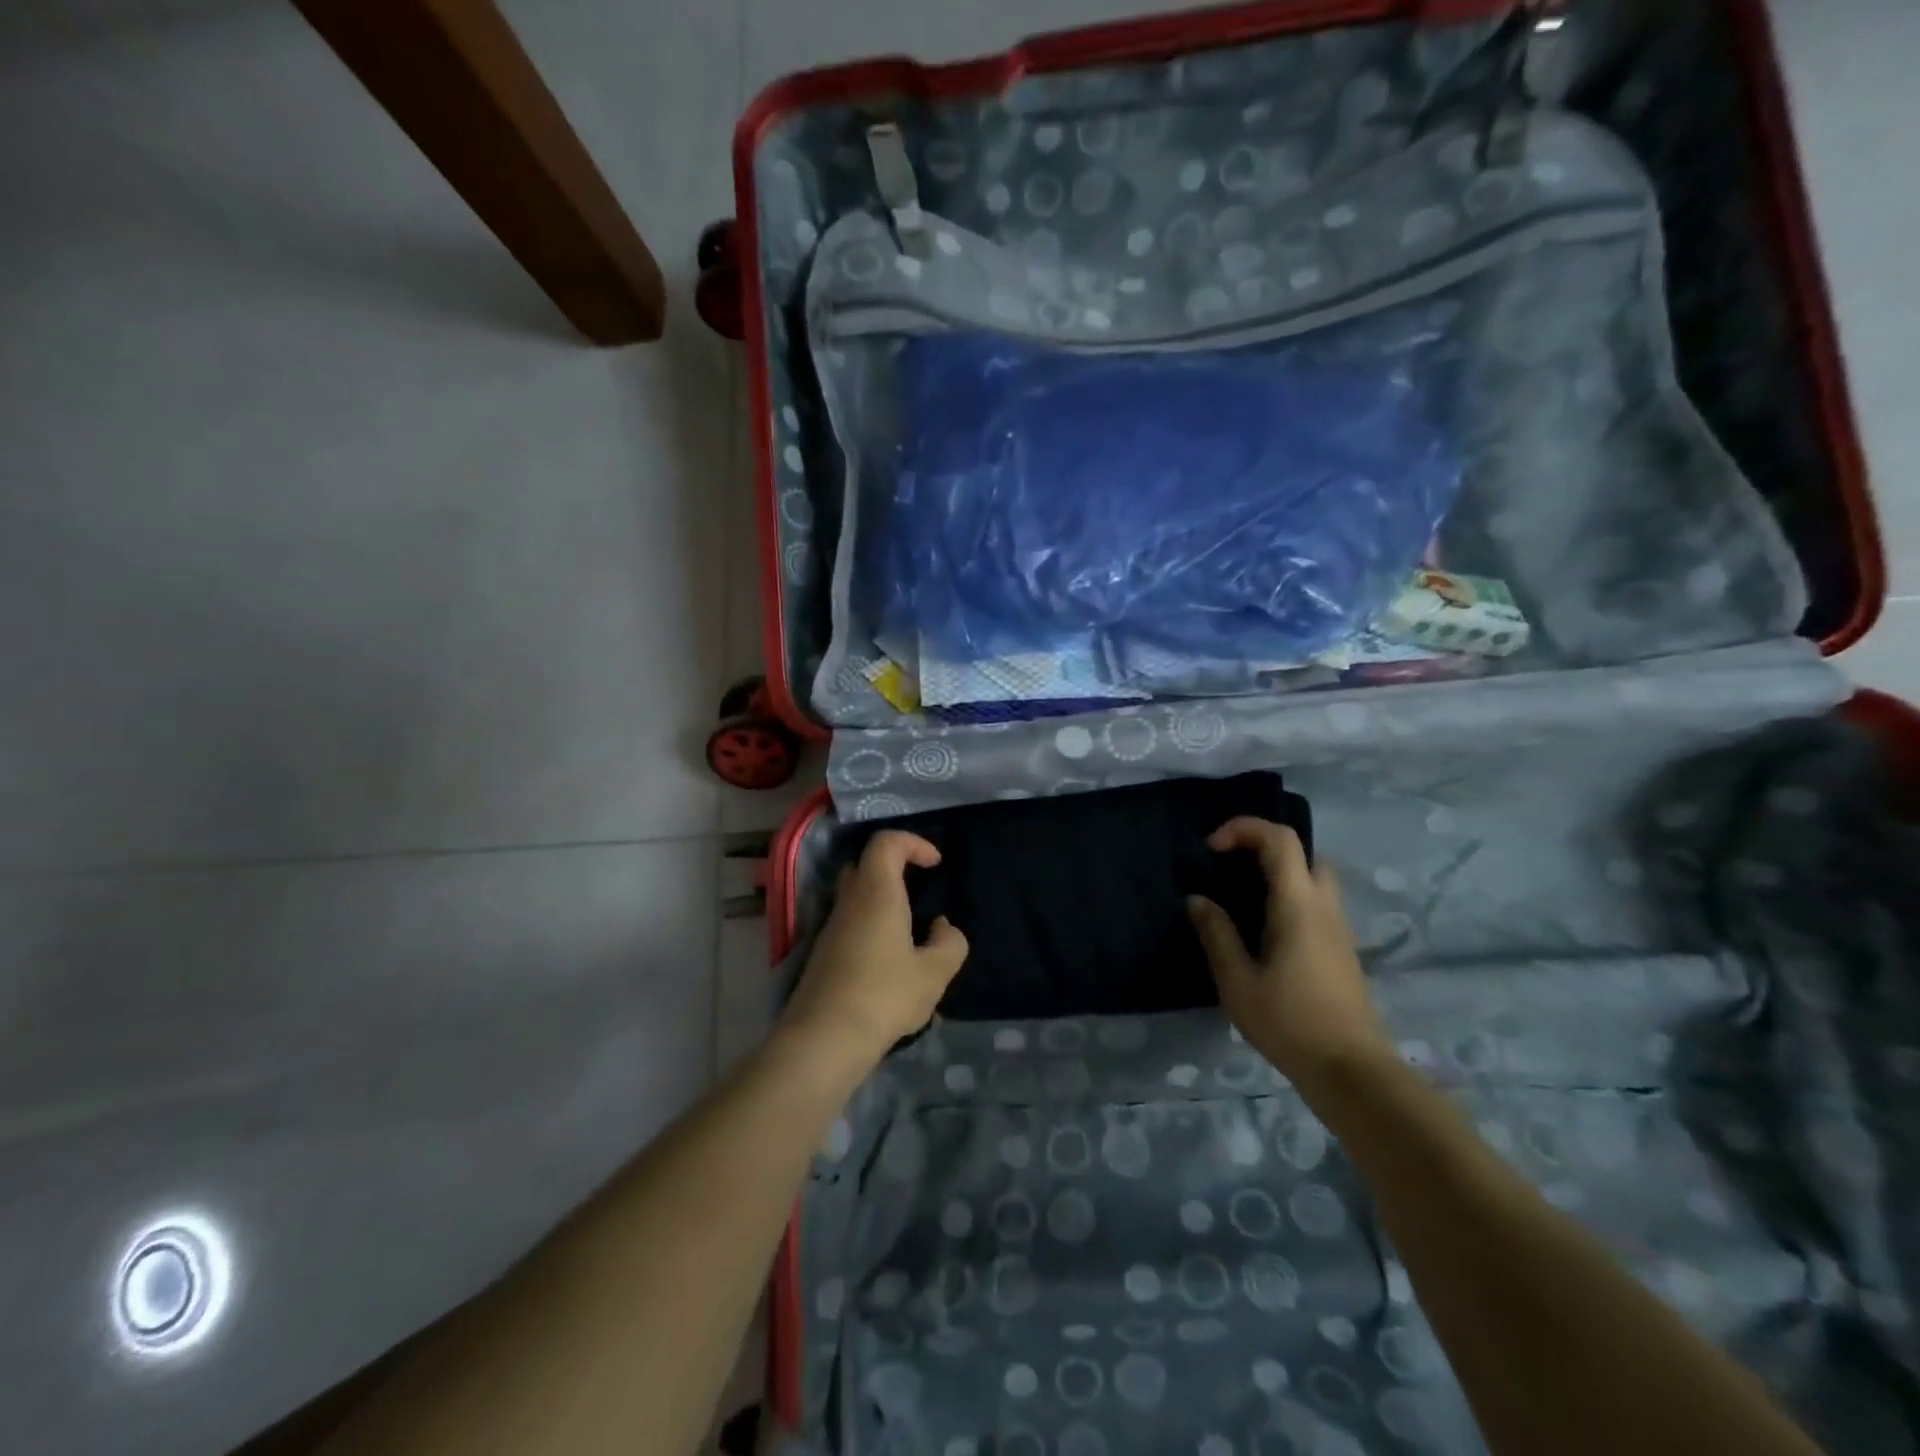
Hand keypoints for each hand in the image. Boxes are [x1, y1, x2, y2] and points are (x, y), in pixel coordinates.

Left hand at [780, 830, 969, 1067]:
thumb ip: (950, 943)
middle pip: (866, 864)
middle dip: (895, 868)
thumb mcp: (934, 973)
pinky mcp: (823, 953)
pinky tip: (891, 964)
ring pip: (856, 896)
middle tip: (920, 891)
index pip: (886, 842)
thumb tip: (942, 927)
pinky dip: (872, 927)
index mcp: (877, 893)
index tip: (935, 864)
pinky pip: (850, 923)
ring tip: (912, 934)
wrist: (823, 1039)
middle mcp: (849, 901)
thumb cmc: (884, 996)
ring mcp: (831, 927)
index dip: (913, 843)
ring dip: (884, 902)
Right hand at [1187, 817, 1389, 1094]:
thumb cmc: (1289, 1023)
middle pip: (1304, 852)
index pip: (1280, 839)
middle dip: (1265, 847)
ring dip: (1280, 872)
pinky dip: (1290, 896)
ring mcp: (1339, 928)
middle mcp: (1324, 906)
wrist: (1351, 1070)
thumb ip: (1216, 935)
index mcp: (1297, 905)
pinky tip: (1265, 931)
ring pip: (1314, 877)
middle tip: (1231, 867)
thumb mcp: (1237, 982)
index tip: (1211, 849)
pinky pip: (1317, 902)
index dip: (1244, 828)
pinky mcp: (1342, 949)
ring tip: (1243, 898)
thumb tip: (1197, 900)